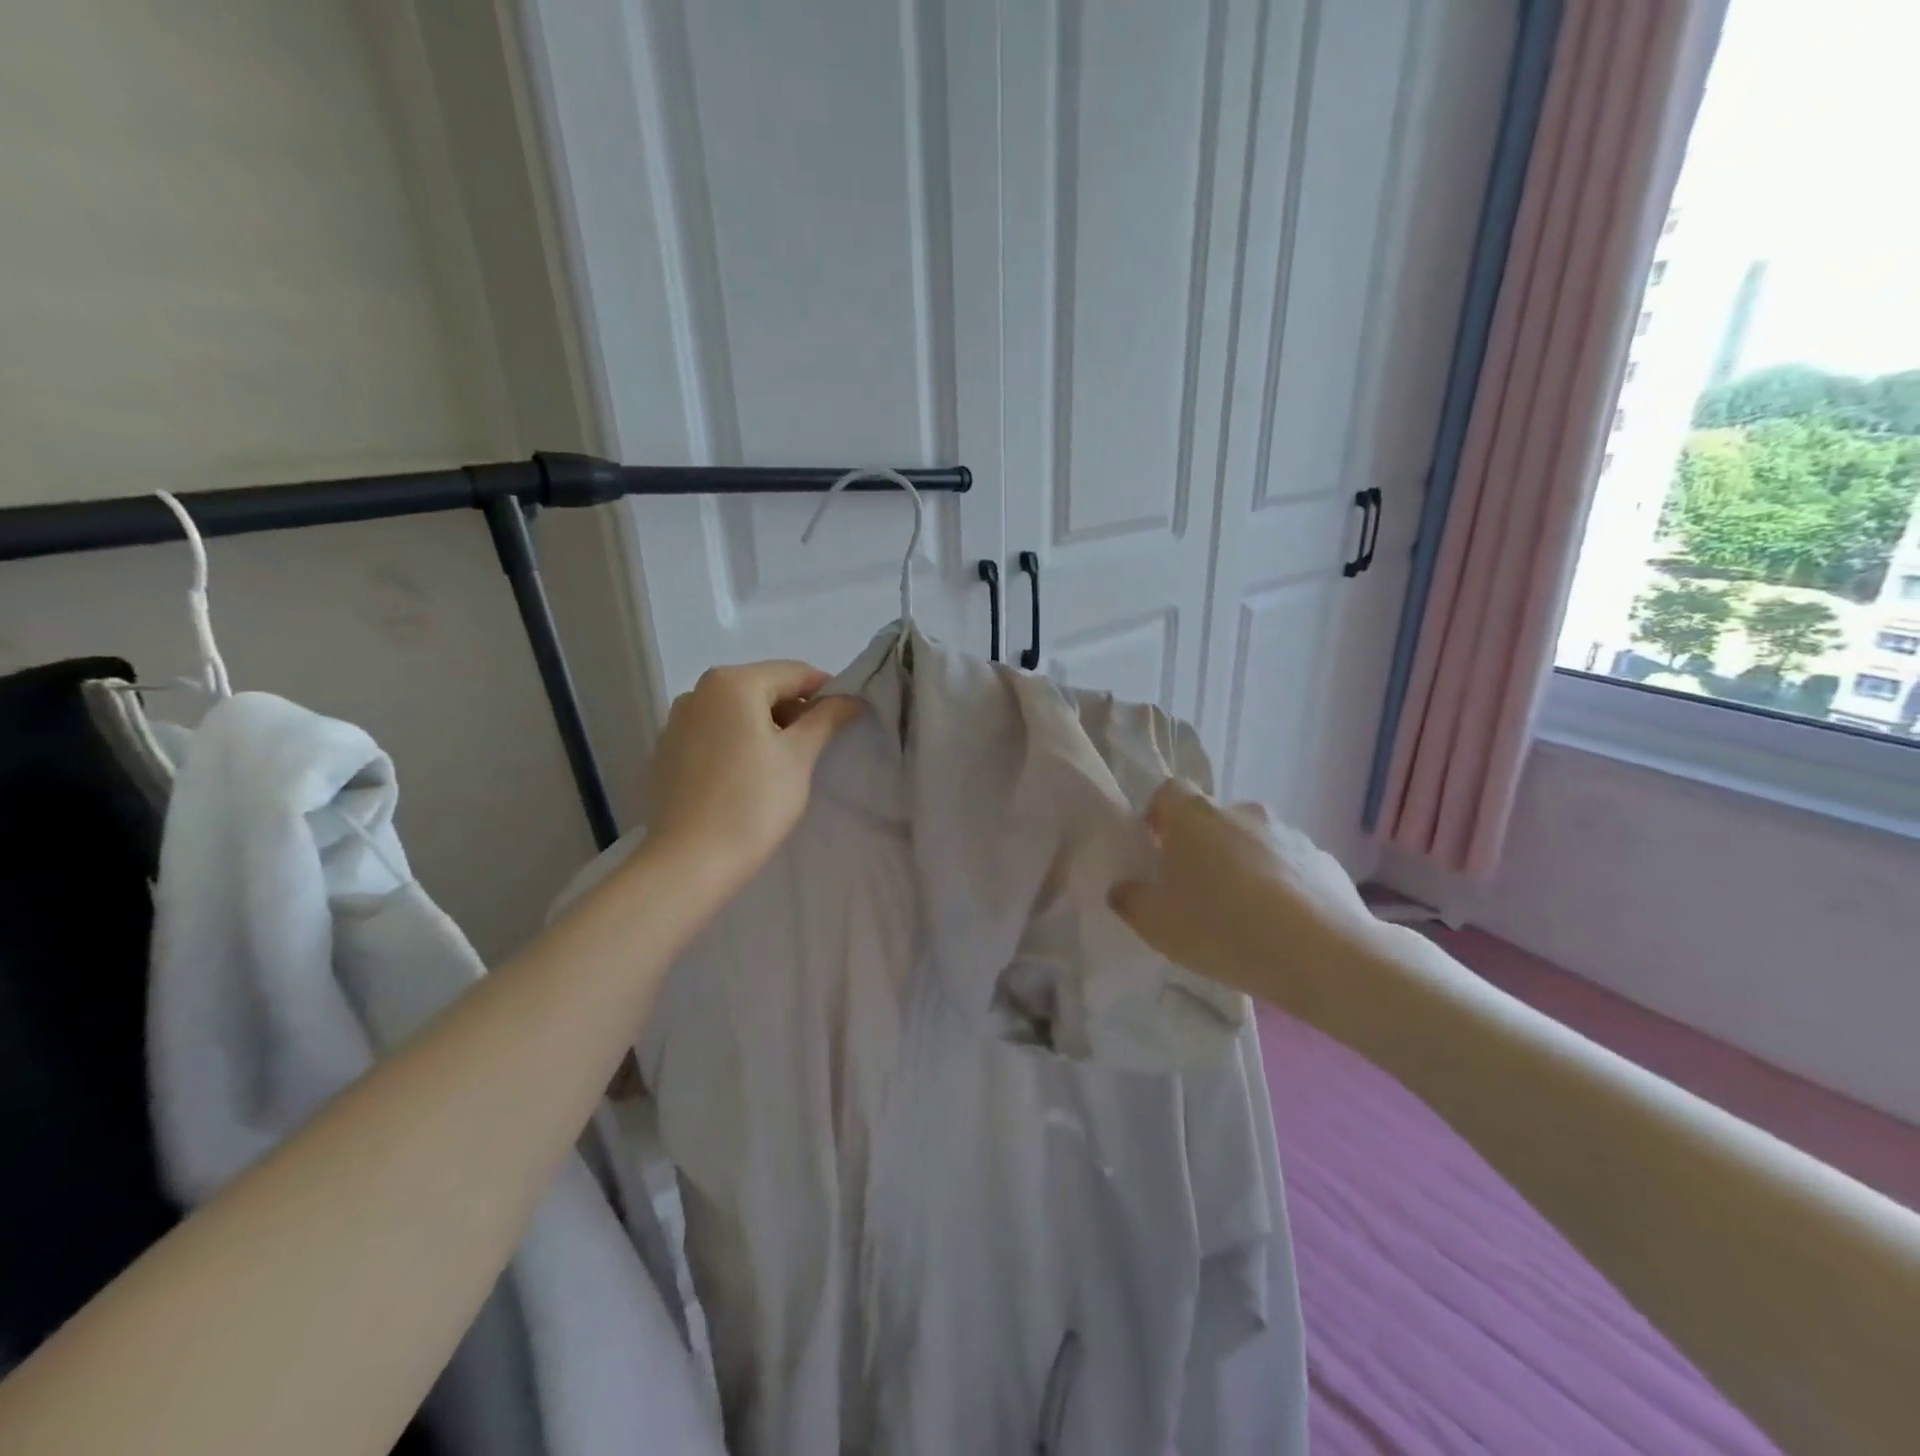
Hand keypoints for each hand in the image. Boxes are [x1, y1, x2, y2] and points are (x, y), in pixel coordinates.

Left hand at [645, 661, 865, 896]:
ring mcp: (675, 722)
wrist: (690, 862)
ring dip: (765, 727)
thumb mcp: (799, 756)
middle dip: (794, 710)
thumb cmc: (753, 803)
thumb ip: (827, 718)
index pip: (794, 672)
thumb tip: (852, 699)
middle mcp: (697, 691)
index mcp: (732, 683)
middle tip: (817, 746)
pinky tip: (746, 778)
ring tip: (783, 765)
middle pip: (762, 688)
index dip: (826, 692)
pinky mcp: (665, 752)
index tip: (846, 719)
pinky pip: (712, 734)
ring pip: (735, 712)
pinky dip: (736, 743)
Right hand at [1108, 780, 1367, 1006]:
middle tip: (1196, 892)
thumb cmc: (1223, 929)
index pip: (1167, 792)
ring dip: (1242, 865)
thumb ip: (1129, 899)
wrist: (1324, 956)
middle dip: (1200, 847)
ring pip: (1252, 842)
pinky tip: (1281, 925)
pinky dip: (1280, 884)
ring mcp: (1288, 832)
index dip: (1158, 818)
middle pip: (1210, 819)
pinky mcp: (1324, 860)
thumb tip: (1124, 888)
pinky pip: (1288, 866)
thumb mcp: (1156, 924)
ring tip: (1243, 914)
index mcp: (1194, 816)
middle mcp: (1241, 811)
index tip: (1156, 852)